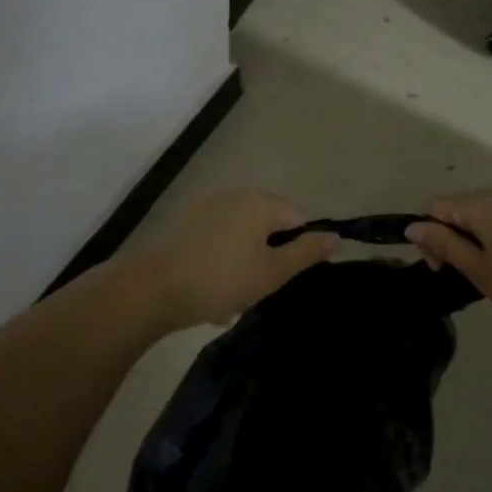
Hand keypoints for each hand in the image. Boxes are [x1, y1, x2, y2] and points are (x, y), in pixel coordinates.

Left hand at [134, 189, 337, 330]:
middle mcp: (235, 195)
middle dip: (268, 258)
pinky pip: (221, 241)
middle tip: (257, 290)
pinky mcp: (189, 223)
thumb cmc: (222, 279)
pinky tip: (211, 289)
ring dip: (245, 265)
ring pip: (244, 237)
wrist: (156, 288)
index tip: (283, 277)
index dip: (298, 249)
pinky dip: (223, 262)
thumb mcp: (272, 272)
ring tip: (232, 297)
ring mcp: (209, 207)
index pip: (298, 218)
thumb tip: (334, 236)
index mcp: (259, 201)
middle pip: (269, 226)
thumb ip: (306, 252)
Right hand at [405, 184, 491, 338]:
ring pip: (484, 211)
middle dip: (453, 236)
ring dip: (477, 236)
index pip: (434, 206)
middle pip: (460, 206)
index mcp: (483, 203)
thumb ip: (445, 245)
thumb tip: (412, 227)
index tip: (442, 268)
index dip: (428, 235)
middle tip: (466, 275)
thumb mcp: (482, 271)